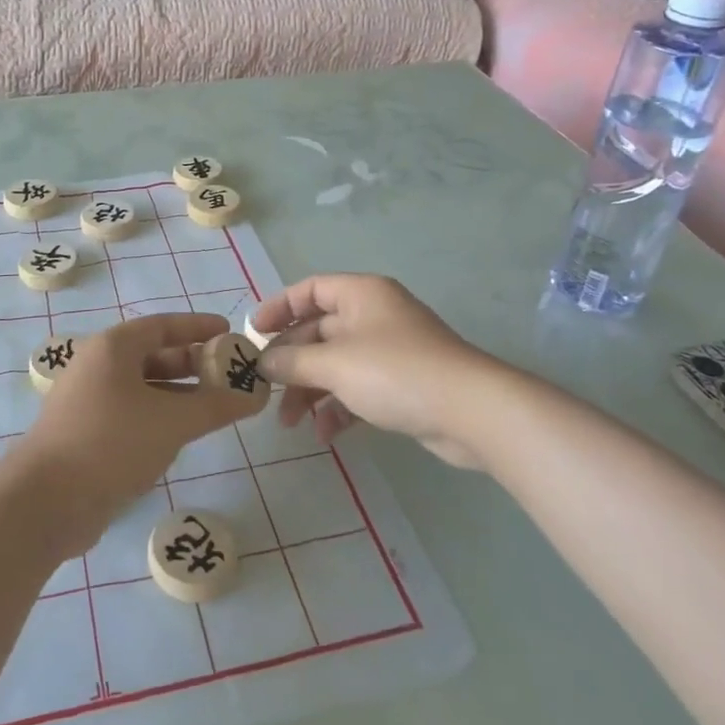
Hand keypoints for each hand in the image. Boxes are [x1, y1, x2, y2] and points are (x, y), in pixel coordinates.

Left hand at [10, 314, 262, 554]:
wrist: (45, 501)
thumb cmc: (111, 443)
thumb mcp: (172, 421)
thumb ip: (216, 406)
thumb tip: (256, 396)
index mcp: (113, 347)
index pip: (163, 325)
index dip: (198, 327)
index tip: (229, 332)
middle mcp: (98, 366)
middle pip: (152, 354)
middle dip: (192, 363)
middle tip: (228, 374)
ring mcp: (88, 400)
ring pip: (142, 387)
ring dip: (178, 393)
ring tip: (214, 406)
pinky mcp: (86, 432)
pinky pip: (131, 412)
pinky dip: (158, 416)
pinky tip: (181, 435)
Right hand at [251, 275, 499, 469]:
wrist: (471, 412)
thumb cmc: (395, 373)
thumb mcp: (334, 364)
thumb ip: (291, 361)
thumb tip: (261, 362)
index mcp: (361, 294)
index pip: (310, 290)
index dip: (278, 308)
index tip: (253, 334)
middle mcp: (374, 316)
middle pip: (319, 331)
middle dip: (291, 362)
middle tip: (265, 389)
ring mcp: (389, 351)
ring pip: (336, 364)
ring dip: (310, 390)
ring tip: (288, 422)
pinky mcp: (402, 384)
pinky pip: (358, 389)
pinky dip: (338, 408)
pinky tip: (325, 433)